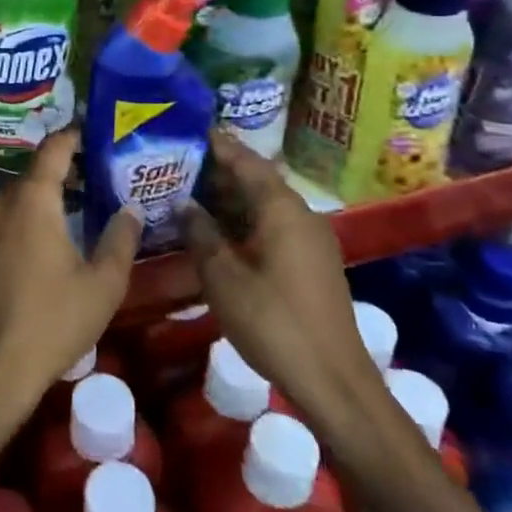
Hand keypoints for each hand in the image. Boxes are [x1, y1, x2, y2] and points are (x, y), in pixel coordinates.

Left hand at [0, 129, 140, 436]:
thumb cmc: (53, 320)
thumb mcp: (103, 282)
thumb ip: (120, 238)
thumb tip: (130, 207)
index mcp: (32, 199)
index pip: (55, 148)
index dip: (78, 134)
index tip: (105, 131)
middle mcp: (5, 201)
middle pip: (40, 168)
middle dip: (73, 164)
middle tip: (110, 169)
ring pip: (26, 191)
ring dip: (56, 189)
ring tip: (93, 198)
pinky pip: (15, 212)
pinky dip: (39, 209)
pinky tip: (65, 229)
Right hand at [183, 129, 389, 427]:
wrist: (334, 381)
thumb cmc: (274, 323)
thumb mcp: (224, 278)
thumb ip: (201, 234)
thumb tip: (184, 203)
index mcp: (282, 209)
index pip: (246, 161)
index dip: (217, 145)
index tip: (186, 130)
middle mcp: (301, 214)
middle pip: (256, 179)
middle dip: (218, 171)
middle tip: (177, 165)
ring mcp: (310, 239)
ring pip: (264, 204)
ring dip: (230, 198)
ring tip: (189, 194)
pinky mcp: (311, 262)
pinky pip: (273, 225)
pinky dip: (244, 220)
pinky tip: (217, 232)